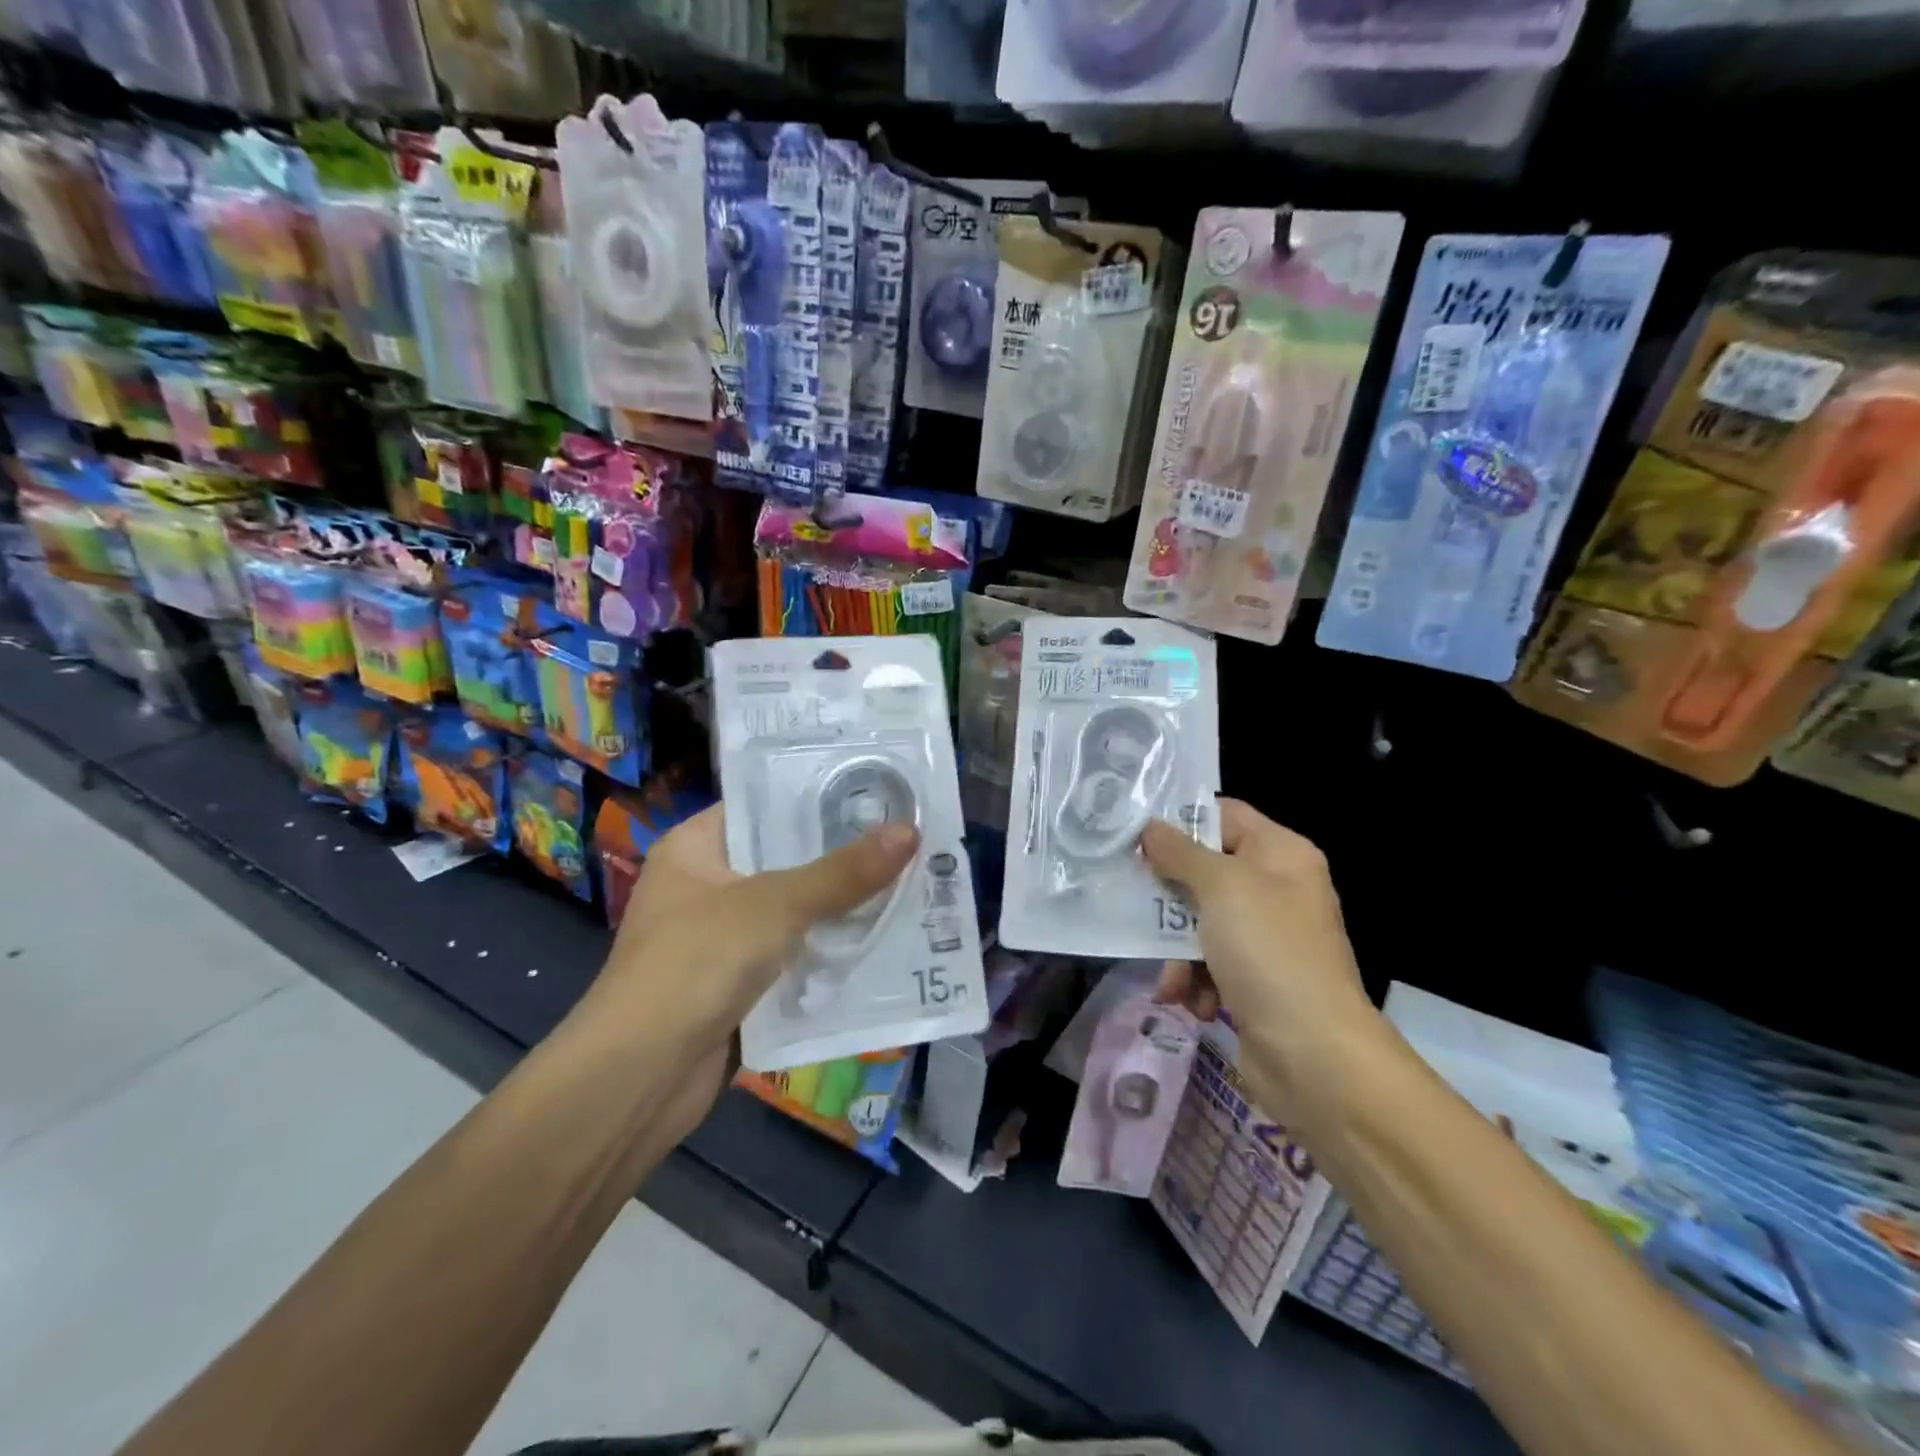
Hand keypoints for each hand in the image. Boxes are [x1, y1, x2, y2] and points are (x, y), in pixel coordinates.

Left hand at [582, 804, 918, 1127]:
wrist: (639, 1079)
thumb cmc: (696, 964)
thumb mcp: (774, 906)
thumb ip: (843, 872)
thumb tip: (911, 831)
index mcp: (696, 847)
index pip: (764, 805)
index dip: (818, 797)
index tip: (878, 791)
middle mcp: (707, 885)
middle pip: (786, 859)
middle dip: (844, 855)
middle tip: (910, 836)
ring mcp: (723, 937)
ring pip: (796, 911)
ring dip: (844, 907)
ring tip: (912, 880)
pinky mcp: (740, 983)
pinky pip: (796, 955)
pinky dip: (830, 952)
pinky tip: (884, 939)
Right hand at [1140, 799, 1376, 1121]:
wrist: (1314, 1056)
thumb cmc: (1269, 952)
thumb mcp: (1221, 888)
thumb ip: (1180, 853)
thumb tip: (1149, 827)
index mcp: (1281, 854)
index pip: (1225, 815)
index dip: (1182, 820)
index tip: (1137, 834)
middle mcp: (1276, 889)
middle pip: (1205, 871)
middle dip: (1170, 895)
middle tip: (1134, 900)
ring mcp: (1266, 937)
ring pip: (1200, 921)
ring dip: (1177, 949)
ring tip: (1172, 977)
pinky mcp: (1254, 979)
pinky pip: (1209, 962)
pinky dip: (1194, 980)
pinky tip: (1189, 1001)